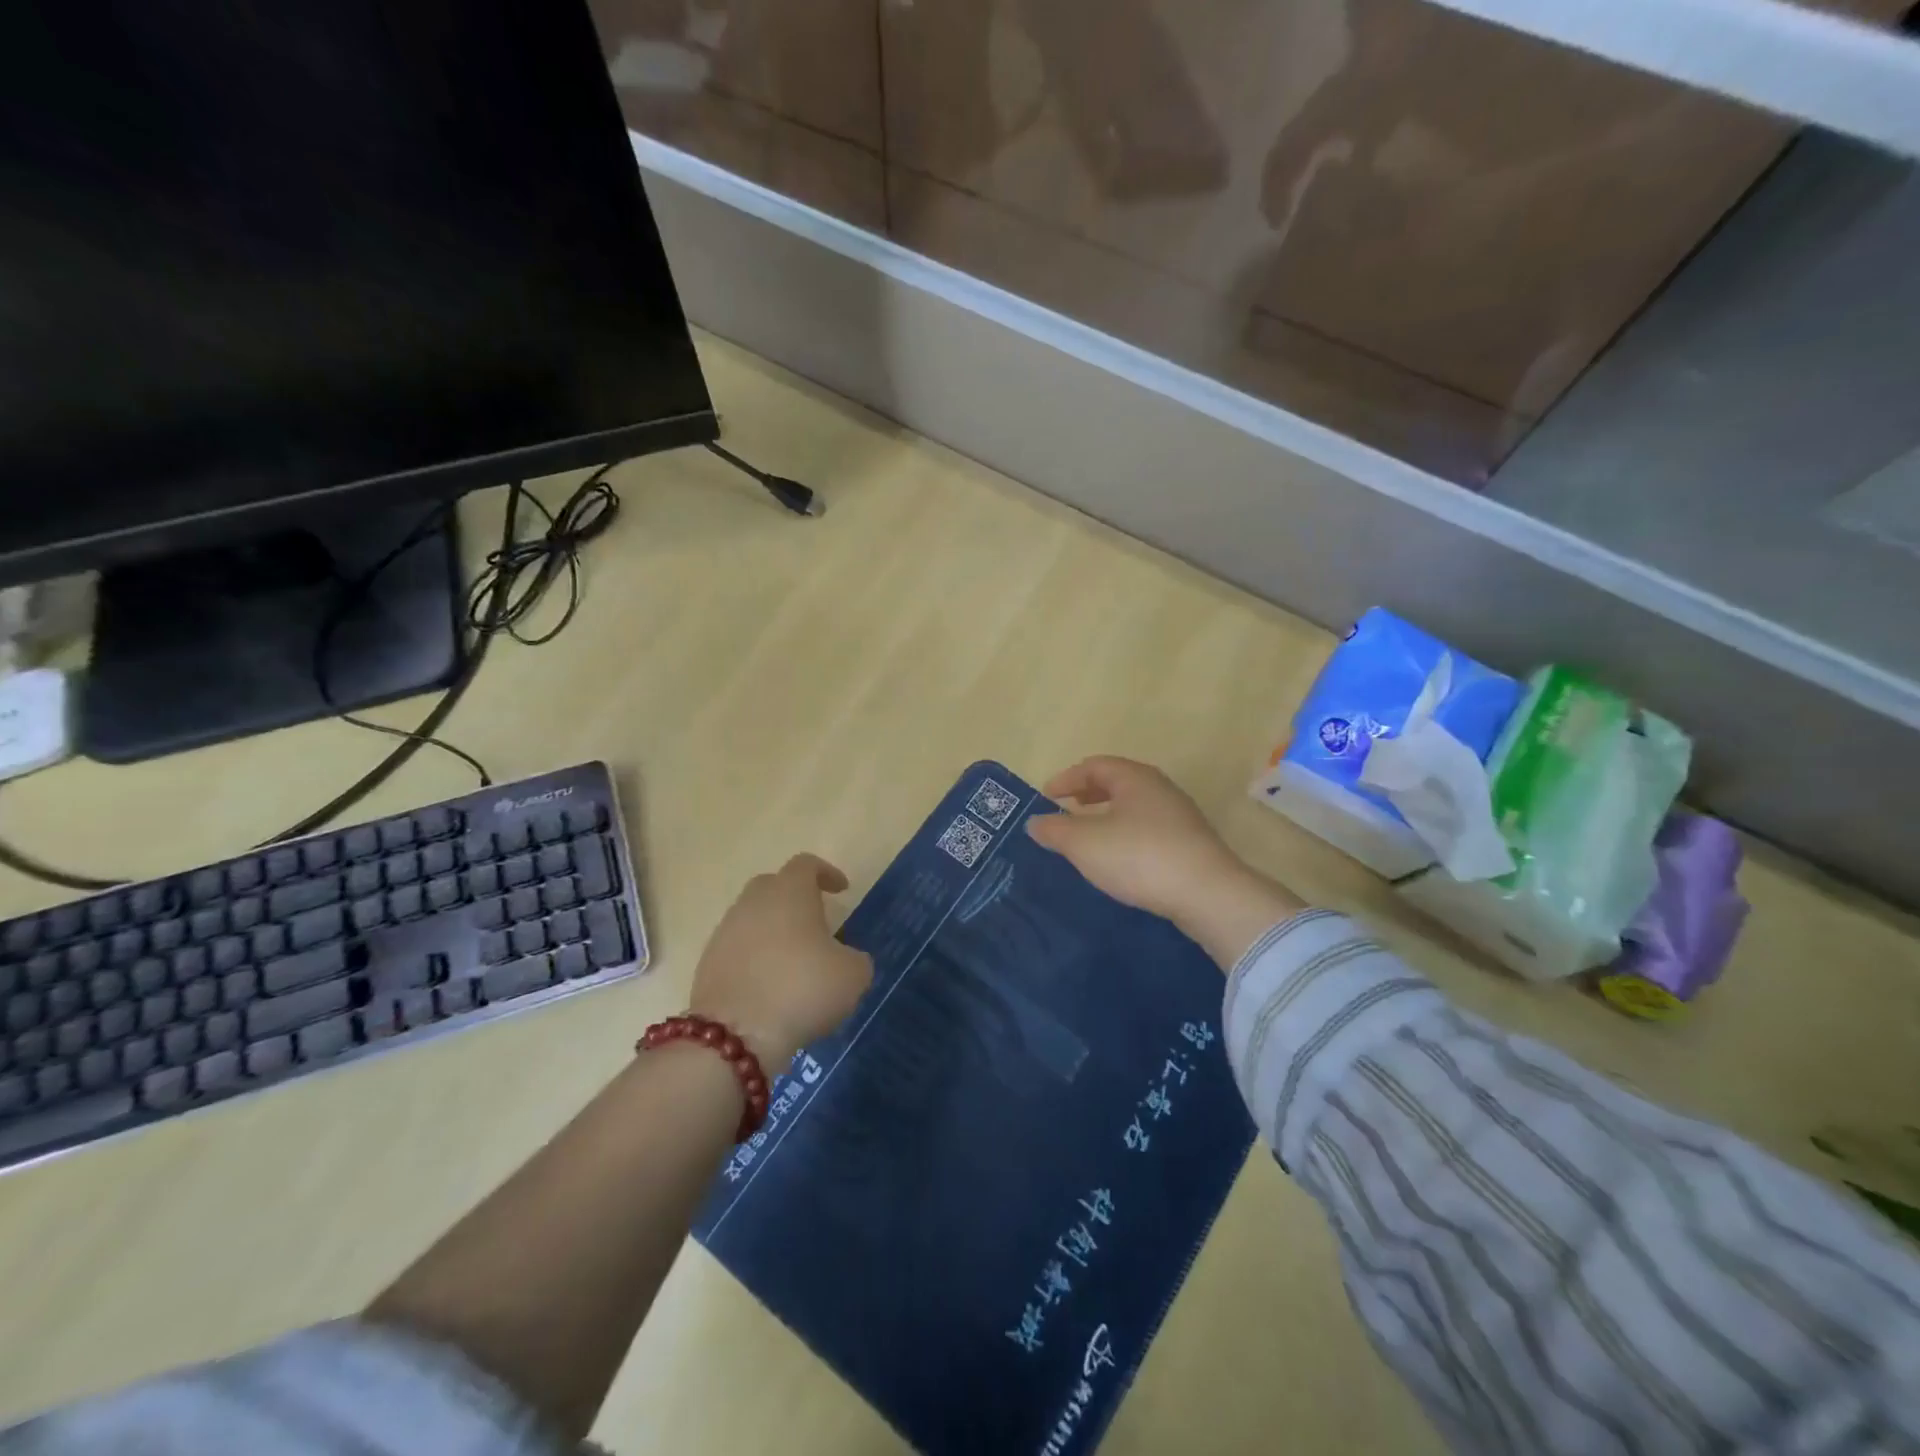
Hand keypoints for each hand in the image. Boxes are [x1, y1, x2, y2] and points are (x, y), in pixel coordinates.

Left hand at [690, 855, 873, 1069]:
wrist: (735, 1035)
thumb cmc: (802, 989)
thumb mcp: (853, 975)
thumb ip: (855, 958)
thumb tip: (846, 958)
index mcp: (790, 893)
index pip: (806, 865)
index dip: (826, 873)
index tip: (841, 890)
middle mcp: (753, 902)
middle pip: (773, 886)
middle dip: (795, 898)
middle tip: (815, 921)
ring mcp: (725, 931)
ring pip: (753, 917)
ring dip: (773, 930)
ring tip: (793, 958)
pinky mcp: (708, 963)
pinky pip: (738, 948)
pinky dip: (755, 957)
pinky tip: (770, 983)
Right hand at [1027, 756, 1304, 965]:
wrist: (1207, 893)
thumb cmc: (1139, 857)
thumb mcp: (1084, 844)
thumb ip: (1055, 830)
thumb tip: (1036, 822)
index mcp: (1134, 777)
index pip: (1094, 765)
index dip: (1066, 778)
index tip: (1045, 796)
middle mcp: (1159, 788)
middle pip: (1116, 782)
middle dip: (1087, 794)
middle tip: (1064, 810)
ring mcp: (1179, 815)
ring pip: (1133, 806)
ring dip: (1106, 815)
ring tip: (1087, 836)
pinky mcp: (1189, 843)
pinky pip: (1147, 828)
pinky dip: (1124, 834)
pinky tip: (1118, 858)